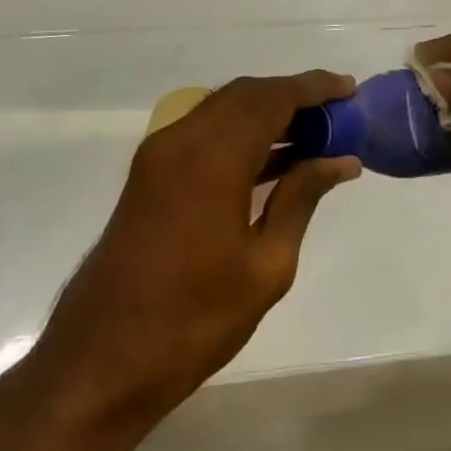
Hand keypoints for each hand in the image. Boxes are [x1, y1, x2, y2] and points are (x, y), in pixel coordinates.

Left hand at [27, 72, 361, 439]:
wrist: (100, 363)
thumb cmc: (192, 321)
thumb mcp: (266, 266)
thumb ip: (301, 198)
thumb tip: (341, 161)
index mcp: (212, 157)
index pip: (272, 98)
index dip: (314, 87)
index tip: (350, 88)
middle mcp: (182, 139)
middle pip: (247, 94)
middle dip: (294, 95)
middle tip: (337, 114)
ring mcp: (160, 152)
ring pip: (225, 108)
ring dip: (268, 111)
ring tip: (315, 134)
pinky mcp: (151, 171)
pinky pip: (206, 130)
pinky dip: (242, 132)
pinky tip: (275, 157)